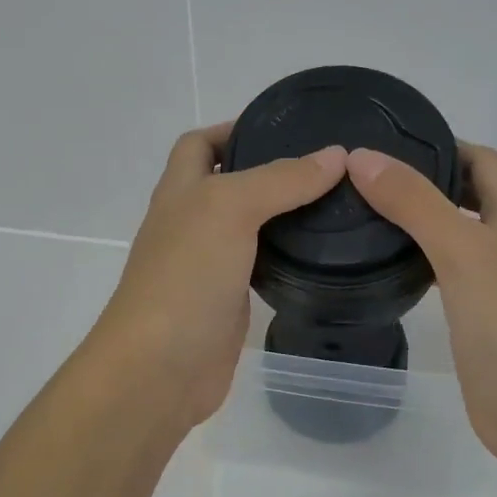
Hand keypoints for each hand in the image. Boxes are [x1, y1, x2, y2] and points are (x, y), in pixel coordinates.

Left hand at [88, 126, 347, 426]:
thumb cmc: (185, 277)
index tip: (286, 127)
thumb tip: (336, 155)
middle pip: (228, 183)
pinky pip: (260, 265)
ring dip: (283, 213)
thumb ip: (281, 180)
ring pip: (249, 226)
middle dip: (270, 170)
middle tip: (326, 167)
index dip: (234, 128)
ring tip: (335, 202)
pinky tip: (320, 253)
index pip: (201, 143)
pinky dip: (285, 255)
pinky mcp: (229, 300)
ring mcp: (209, 264)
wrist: (160, 368)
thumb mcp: (229, 209)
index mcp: (180, 191)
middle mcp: (191, 222)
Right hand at [344, 143, 496, 470]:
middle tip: (364, 179)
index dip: (442, 145)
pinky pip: (446, 275)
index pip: (482, 160)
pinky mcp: (480, 317)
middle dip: (423, 182)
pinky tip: (386, 266)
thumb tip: (361, 157)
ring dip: (418, 221)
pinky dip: (419, 262)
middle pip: (468, 195)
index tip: (387, 144)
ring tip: (363, 214)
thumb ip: (414, 202)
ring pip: (455, 236)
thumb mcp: (462, 251)